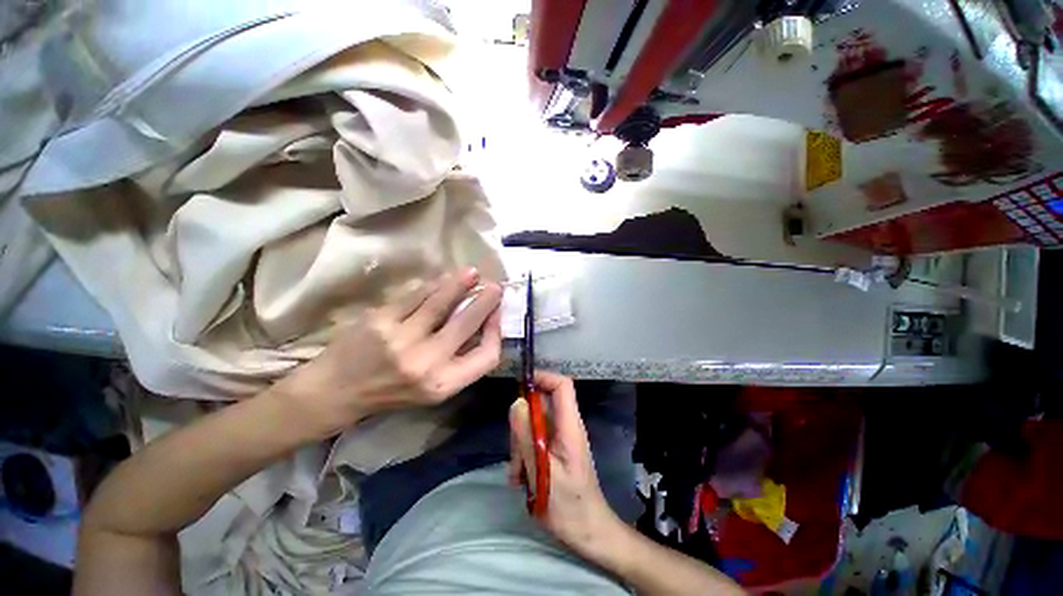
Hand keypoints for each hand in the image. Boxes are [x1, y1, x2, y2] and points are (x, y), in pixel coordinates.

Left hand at [276, 268, 502, 436]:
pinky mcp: (380, 319)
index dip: (496, 332)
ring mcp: (402, 339)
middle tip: (495, 287)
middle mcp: (426, 362)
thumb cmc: (392, 393)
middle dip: (485, 302)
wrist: (335, 391)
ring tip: (472, 273)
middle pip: (467, 323)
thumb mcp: (433, 390)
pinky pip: (416, 295)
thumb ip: (461, 362)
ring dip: (461, 284)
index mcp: (443, 384)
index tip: (496, 316)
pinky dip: (434, 285)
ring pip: (441, 302)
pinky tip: (443, 278)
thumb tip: (483, 325)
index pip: (487, 356)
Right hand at [509, 371, 624, 558]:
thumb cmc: (569, 506)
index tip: (520, 384)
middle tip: (515, 452)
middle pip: (541, 405)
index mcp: (570, 426)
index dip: (543, 377)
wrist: (588, 533)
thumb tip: (516, 402)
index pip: (562, 385)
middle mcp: (566, 426)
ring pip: (534, 423)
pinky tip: (521, 478)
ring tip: (519, 474)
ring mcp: (560, 438)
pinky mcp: (554, 449)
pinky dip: (524, 454)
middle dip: (522, 423)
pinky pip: (535, 440)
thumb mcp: (542, 472)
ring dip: (520, 444)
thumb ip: (527, 437)